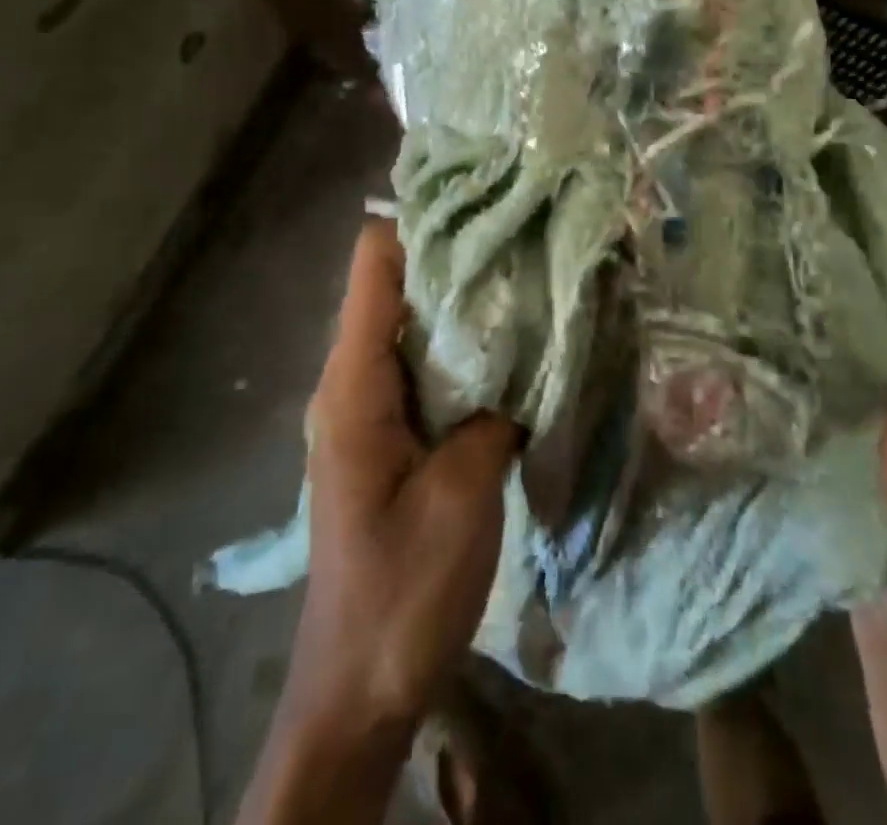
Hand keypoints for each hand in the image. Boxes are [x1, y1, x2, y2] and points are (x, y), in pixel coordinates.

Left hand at [239, 220, 518, 824]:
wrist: (360, 686)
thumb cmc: (401, 589)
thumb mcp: (462, 494)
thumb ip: (496, 411)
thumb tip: (532, 356)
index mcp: (354, 383)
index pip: (374, 267)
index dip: (420, 223)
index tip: (483, 201)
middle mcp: (355, 380)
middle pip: (397, 286)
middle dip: (455, 255)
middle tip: (524, 231)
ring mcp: (373, 406)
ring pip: (416, 324)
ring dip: (465, 300)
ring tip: (528, 272)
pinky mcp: (394, 432)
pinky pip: (428, 365)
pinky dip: (466, 345)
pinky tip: (515, 341)